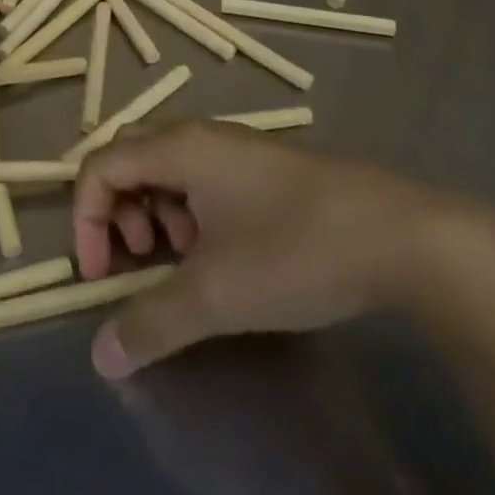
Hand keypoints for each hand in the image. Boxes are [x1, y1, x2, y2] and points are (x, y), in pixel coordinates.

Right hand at [73, 122, 467, 378]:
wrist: (409, 238)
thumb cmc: (297, 251)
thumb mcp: (216, 296)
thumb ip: (152, 324)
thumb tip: (101, 358)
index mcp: (179, 148)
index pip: (100, 167)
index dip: (85, 220)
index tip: (102, 276)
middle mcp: (200, 136)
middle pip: (128, 160)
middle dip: (117, 212)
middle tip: (137, 259)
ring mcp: (235, 149)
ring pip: (165, 170)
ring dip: (154, 214)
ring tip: (182, 261)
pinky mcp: (263, 169)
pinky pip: (200, 180)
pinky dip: (189, 213)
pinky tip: (221, 254)